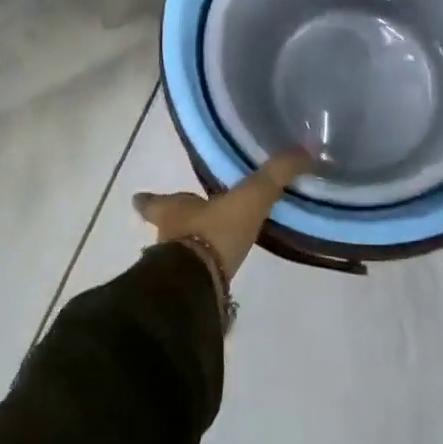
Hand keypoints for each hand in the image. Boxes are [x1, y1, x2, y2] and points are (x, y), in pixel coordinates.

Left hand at [133, 150, 313, 280]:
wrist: (197, 287)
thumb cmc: (214, 232)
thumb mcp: (251, 197)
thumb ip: (276, 174)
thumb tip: (305, 149)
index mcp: (173, 210)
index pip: (156, 201)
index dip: (149, 199)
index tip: (137, 198)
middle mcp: (167, 238)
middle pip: (166, 228)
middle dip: (175, 225)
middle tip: (188, 222)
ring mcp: (173, 269)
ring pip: (177, 255)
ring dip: (189, 251)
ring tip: (205, 250)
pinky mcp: (186, 293)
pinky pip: (193, 279)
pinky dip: (202, 276)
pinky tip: (215, 280)